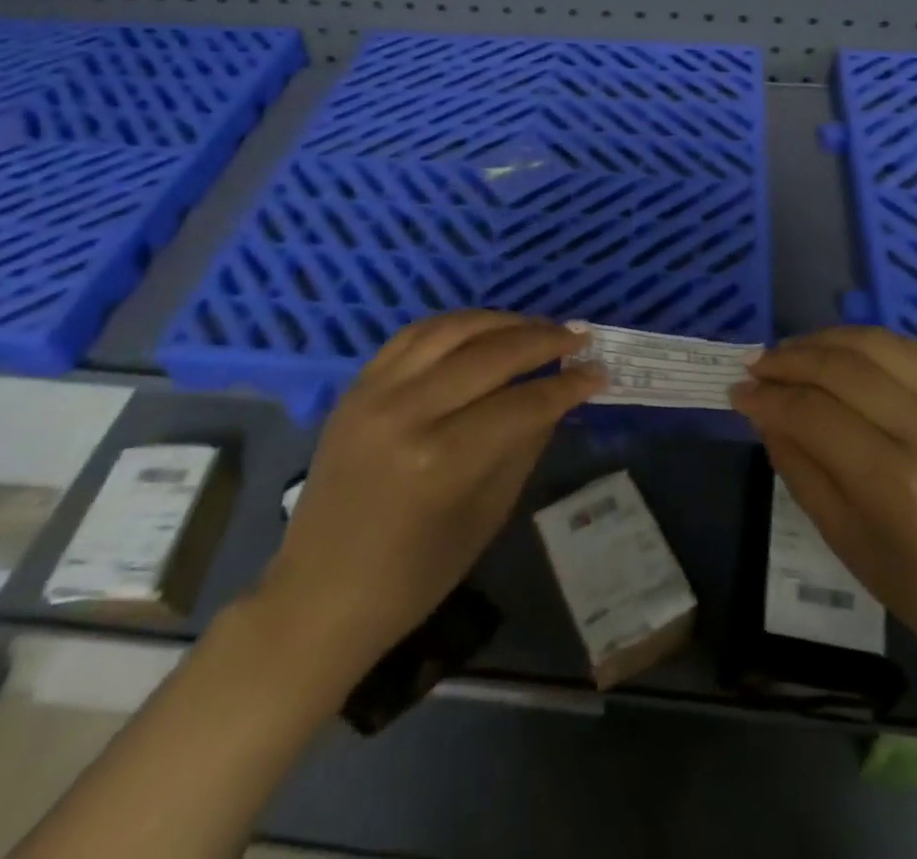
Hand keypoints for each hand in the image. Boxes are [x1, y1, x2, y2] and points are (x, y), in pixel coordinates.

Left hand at [259, 311, 603, 675]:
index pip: (521, 403)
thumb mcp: (486, 517)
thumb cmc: (412, 577)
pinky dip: (454, 324)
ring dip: (502, 321)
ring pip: (451, 329)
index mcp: (441, 460)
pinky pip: (413, 335)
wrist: (317, 595)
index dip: (567, 386)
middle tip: (579, 336)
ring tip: (537, 325)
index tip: (599, 371)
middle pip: (490, 355)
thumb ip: (524, 445)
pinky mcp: (356, 386)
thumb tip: (558, 397)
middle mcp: (407, 412)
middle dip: (543, 340)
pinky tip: (482, 328)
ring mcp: (374, 392)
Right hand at [730, 326, 916, 691]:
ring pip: (876, 343)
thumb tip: (762, 411)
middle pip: (841, 367)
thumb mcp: (848, 544)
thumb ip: (800, 468)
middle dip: (787, 360)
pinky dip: (868, 343)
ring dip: (823, 340)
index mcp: (900, 484)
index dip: (767, 397)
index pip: (813, 413)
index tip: (737, 392)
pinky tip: (841, 353)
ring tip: (791, 353)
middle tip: (756, 367)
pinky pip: (913, 349)